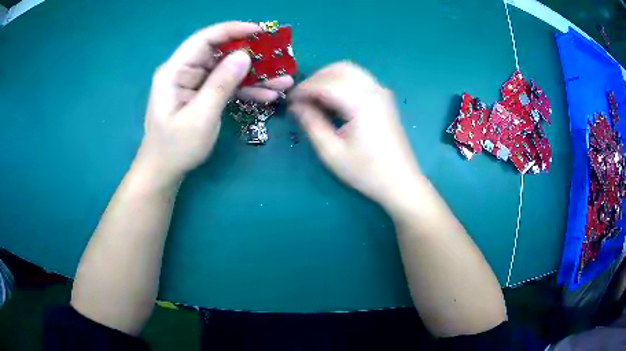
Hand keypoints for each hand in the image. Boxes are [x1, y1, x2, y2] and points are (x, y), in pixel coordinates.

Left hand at [137, 22, 293, 179]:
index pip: (204, 40)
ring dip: (254, 74)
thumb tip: (244, 56)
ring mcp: (194, 82)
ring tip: (282, 80)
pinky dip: (246, 88)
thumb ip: (220, 85)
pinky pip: (227, 84)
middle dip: (249, 53)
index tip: (260, 31)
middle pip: (219, 52)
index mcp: (174, 72)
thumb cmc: (176, 147)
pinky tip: (268, 94)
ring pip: (227, 68)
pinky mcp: (202, 93)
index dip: (232, 30)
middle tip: (278, 56)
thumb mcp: (200, 118)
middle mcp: (184, 71)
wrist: (165, 170)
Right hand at [289, 62, 421, 207]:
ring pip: (351, 71)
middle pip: (340, 68)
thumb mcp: (331, 152)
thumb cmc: (366, 171)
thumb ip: (312, 124)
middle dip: (316, 78)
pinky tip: (333, 100)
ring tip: (314, 98)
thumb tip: (296, 105)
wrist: (400, 182)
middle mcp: (374, 90)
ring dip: (329, 78)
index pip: (326, 83)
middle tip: (302, 97)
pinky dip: (341, 82)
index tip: (290, 101)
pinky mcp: (384, 99)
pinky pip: (359, 79)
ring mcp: (382, 93)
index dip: (304, 89)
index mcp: (361, 103)